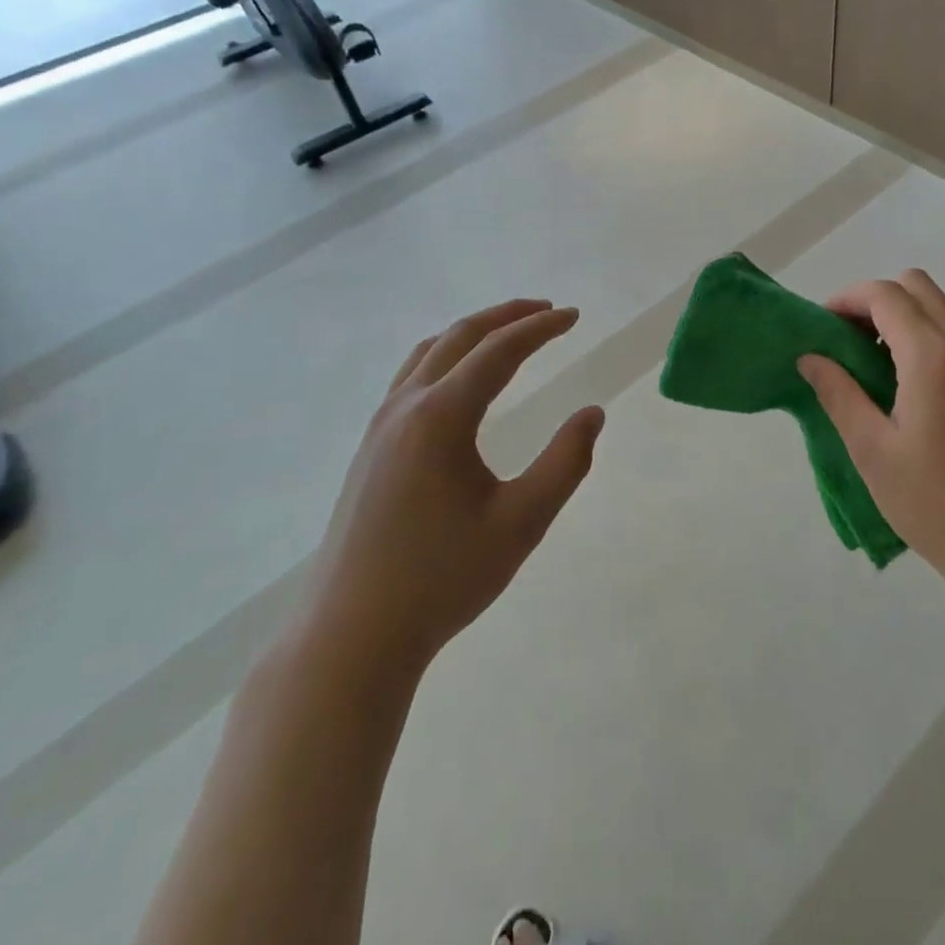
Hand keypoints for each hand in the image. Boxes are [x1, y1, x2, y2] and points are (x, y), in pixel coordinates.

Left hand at [300, 299, 604, 671]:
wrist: (352, 634)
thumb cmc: (443, 578)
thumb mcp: (521, 523)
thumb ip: (565, 463)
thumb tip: (593, 413)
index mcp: (442, 416)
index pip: (500, 351)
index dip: (540, 328)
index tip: (573, 316)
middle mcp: (406, 407)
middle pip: (460, 337)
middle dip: (506, 316)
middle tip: (546, 311)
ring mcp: (380, 426)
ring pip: (428, 353)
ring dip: (472, 333)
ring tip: (506, 333)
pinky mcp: (368, 449)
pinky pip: (410, 378)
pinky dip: (443, 357)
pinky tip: (457, 382)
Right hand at [798, 270, 944, 615]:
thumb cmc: (935, 503)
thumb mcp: (872, 450)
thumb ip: (838, 393)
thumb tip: (810, 357)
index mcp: (933, 356)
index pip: (886, 295)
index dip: (847, 299)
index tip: (823, 326)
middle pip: (919, 286)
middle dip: (877, 300)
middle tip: (850, 340)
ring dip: (909, 315)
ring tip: (881, 362)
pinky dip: (935, 335)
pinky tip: (918, 386)